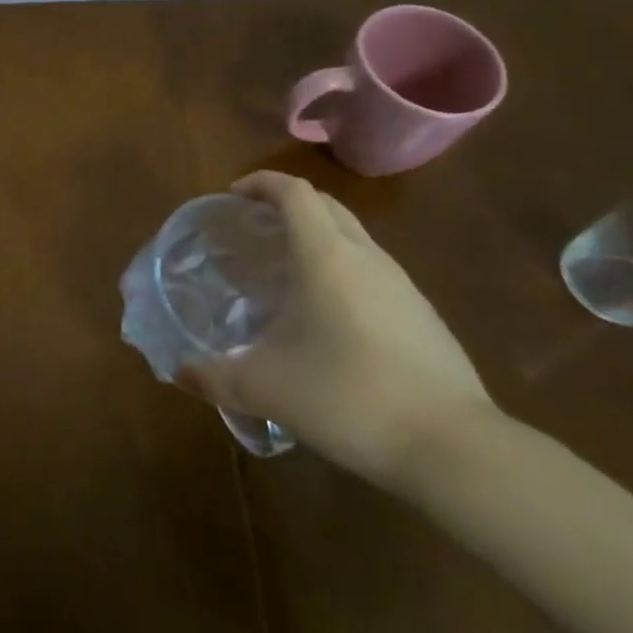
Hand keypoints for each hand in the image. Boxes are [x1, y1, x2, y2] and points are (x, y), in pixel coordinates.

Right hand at [176, 171, 495, 490]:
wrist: (454, 449)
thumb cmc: (348, 396)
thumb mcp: (267, 388)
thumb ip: (216, 376)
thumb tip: (178, 373)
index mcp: (326, 254)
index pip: (293, 191)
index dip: (260, 183)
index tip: (233, 197)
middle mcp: (366, 256)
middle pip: (325, 205)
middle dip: (288, 204)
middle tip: (255, 229)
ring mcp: (402, 286)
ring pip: (354, 238)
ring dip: (318, 238)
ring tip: (287, 272)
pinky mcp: (424, 317)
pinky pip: (374, 272)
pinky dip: (344, 272)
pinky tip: (330, 318)